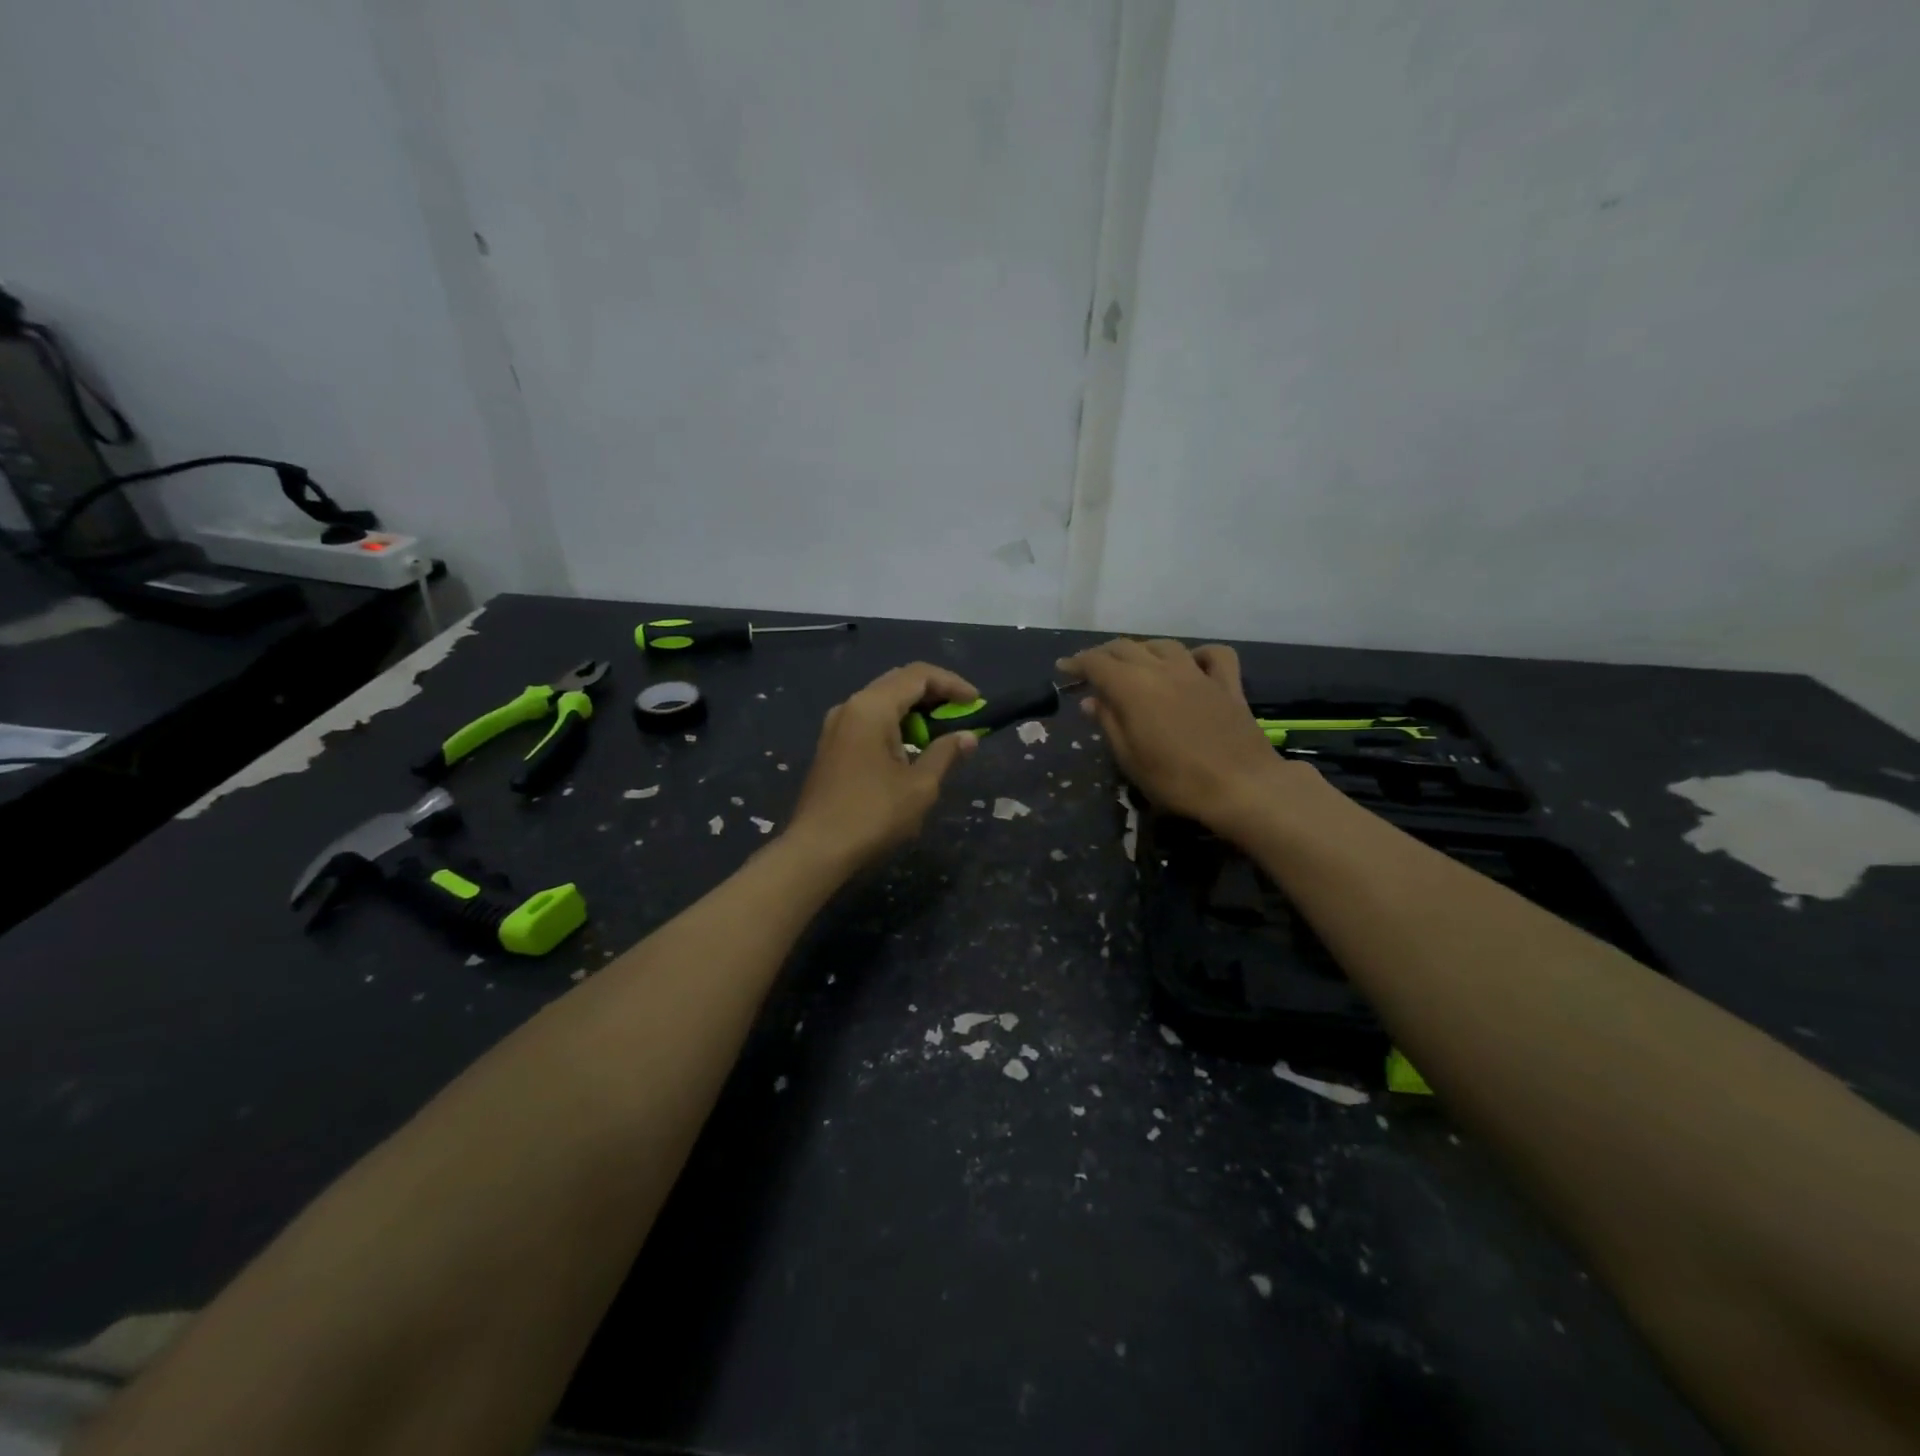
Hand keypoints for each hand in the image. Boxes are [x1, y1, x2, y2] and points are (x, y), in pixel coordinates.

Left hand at [785, 662, 980, 869]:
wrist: (817, 849)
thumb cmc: (873, 814)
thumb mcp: (920, 786)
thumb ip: (946, 753)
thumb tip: (968, 737)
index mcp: (871, 707)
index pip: (918, 675)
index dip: (952, 684)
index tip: (976, 703)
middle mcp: (850, 706)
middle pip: (898, 683)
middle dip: (934, 694)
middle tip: (962, 714)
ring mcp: (837, 726)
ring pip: (882, 702)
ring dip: (915, 711)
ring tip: (941, 733)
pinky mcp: (832, 745)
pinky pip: (869, 721)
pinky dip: (895, 725)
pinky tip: (911, 748)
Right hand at [1058, 638, 1308, 837]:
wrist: (1242, 786)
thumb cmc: (1176, 779)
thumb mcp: (1130, 758)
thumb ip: (1108, 723)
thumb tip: (1090, 700)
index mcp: (1133, 686)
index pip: (1096, 663)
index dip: (1076, 663)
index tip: (1063, 669)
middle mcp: (1162, 669)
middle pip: (1126, 647)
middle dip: (1103, 654)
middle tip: (1090, 670)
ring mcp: (1198, 673)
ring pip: (1163, 645)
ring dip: (1142, 650)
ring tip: (1132, 664)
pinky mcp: (1227, 684)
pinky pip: (1213, 655)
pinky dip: (1197, 654)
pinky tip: (1190, 664)